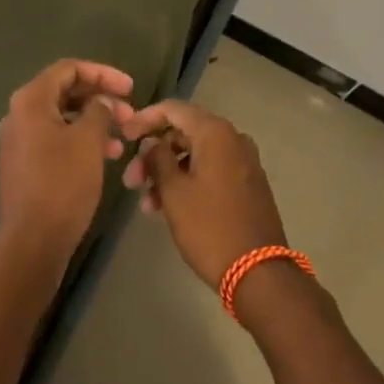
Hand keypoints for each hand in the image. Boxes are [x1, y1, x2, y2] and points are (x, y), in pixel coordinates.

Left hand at [0, 59, 133, 269]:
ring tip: (121, 140)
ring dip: (93, 122)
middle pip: (64, 92)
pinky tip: (103, 157)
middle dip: (100, 99)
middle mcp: (18, 115)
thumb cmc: (62, 183)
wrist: (32, 243)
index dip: (103, 74)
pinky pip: (54, 139)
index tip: (131, 89)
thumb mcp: (88, 140)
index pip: (69, 69)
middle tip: (129, 114)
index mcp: (30, 100)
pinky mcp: (22, 165)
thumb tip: (101, 103)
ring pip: (61, 118)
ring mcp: (17, 141)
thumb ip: (99, 111)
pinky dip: (79, 140)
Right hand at [118, 99, 288, 286]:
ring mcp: (243, 162)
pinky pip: (211, 170)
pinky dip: (188, 181)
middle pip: (184, 133)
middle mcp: (233, 139)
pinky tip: (168, 207)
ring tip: (147, 204)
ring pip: (196, 155)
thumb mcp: (175, 192)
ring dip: (168, 173)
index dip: (145, 119)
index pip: (173, 109)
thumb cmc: (210, 228)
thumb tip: (152, 142)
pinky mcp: (248, 184)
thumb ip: (157, 159)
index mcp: (216, 133)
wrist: (259, 274)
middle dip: (154, 154)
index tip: (124, 136)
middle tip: (131, 181)